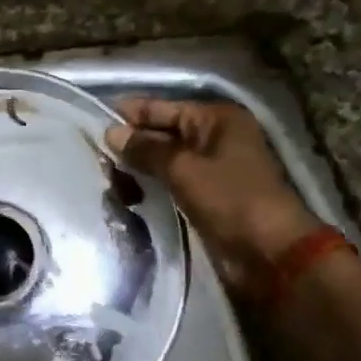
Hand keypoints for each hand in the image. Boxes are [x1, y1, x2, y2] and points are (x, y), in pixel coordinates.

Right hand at [107, 98, 318, 288]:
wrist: (268, 252)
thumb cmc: (230, 199)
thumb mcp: (183, 168)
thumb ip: (145, 149)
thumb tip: (111, 132)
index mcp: (216, 119)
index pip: (163, 108)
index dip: (130, 114)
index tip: (92, 120)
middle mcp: (214, 138)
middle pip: (162, 134)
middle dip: (131, 145)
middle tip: (94, 156)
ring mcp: (211, 168)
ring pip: (163, 161)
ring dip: (137, 169)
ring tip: (105, 178)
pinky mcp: (205, 196)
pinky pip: (170, 183)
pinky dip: (150, 187)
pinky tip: (124, 194)